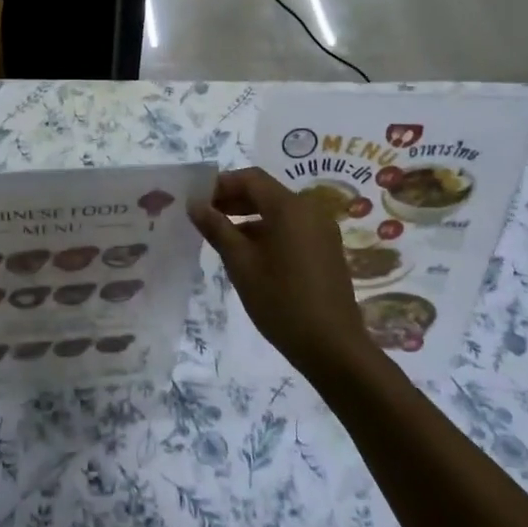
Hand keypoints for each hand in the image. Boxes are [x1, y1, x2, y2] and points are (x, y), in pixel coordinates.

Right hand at [189, 168, 374, 379]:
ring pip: (278, 211)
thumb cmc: (281, 301)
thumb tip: (195, 204)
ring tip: (220, 236)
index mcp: (290, 208)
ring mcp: (321, 231)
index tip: (196, 201)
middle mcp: (310, 211)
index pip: (250, 178)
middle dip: (233, 199)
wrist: (332, 347)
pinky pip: (291, 228)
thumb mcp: (241, 264)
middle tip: (203, 216)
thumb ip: (217, 228)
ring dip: (248, 216)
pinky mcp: (325, 250)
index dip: (220, 184)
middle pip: (265, 192)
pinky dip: (266, 231)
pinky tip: (247, 254)